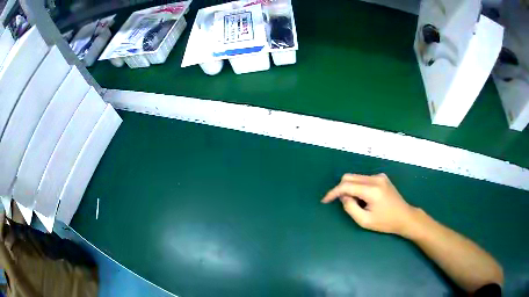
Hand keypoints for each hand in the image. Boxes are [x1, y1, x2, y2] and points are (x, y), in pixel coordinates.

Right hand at [321, 173, 418, 236]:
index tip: (325, 200)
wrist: (405, 217)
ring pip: (356, 177)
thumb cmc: (385, 222)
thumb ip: (350, 208)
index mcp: (372, 190)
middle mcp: (375, 178)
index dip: (333, 192)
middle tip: (342, 203)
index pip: (346, 185)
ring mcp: (379, 176)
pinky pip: (363, 179)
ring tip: (357, 203)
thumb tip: (343, 196)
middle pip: (349, 177)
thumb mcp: (365, 221)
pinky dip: (358, 187)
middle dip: (341, 189)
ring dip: (350, 188)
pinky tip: (364, 199)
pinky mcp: (381, 177)